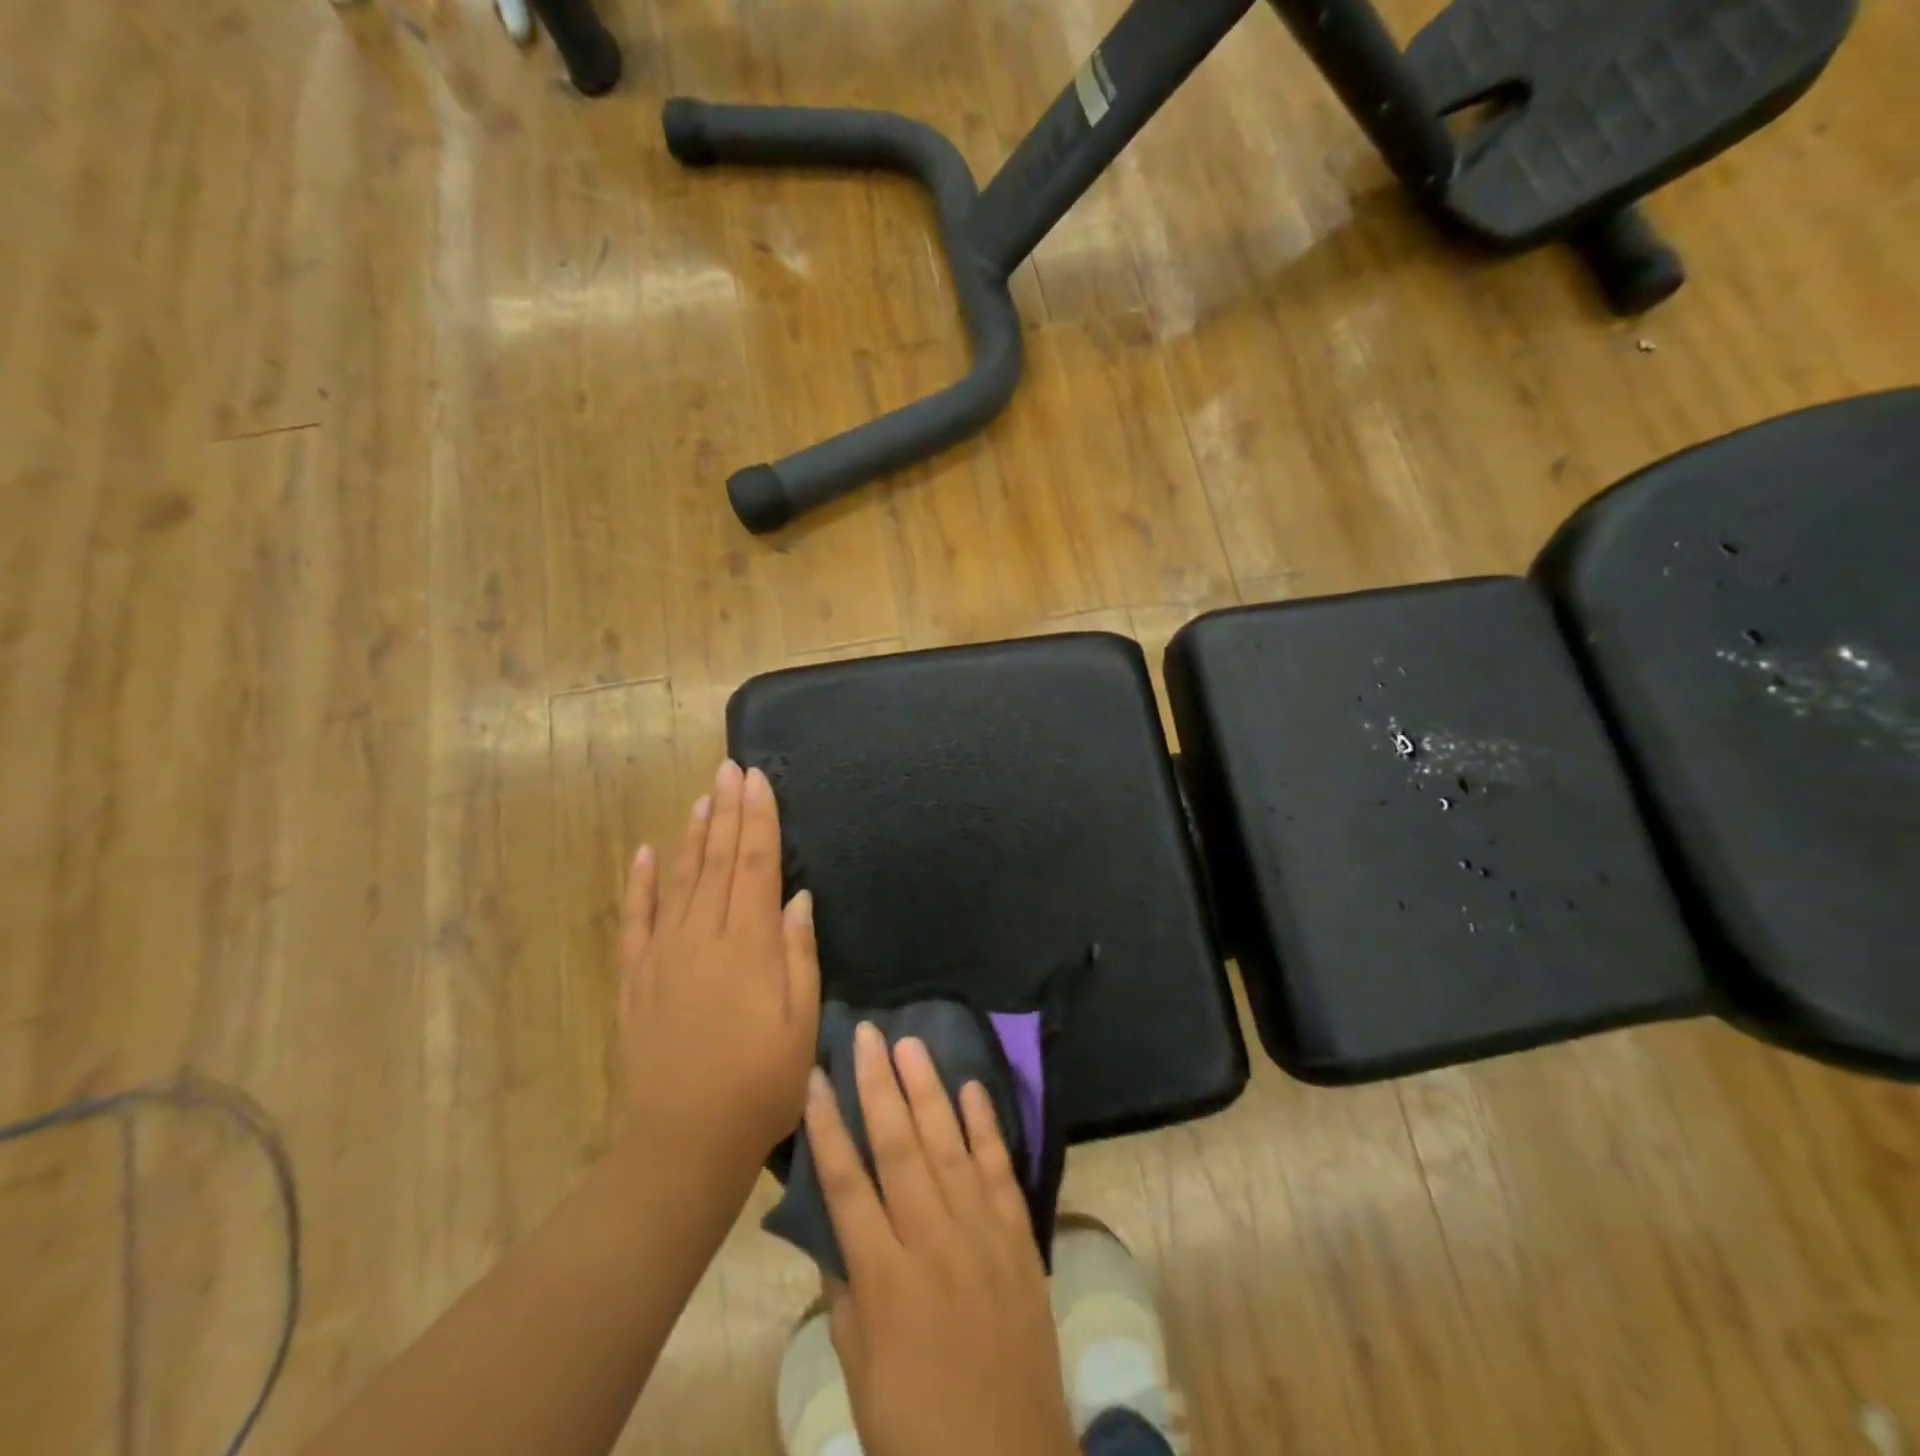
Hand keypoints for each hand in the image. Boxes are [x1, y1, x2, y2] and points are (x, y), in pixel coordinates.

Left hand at [617, 761, 820, 1186]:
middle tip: (730, 768)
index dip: (759, 820)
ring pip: (679, 880)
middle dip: (728, 811)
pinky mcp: (636, 980)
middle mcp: (702, 938)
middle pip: (718, 861)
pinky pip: (637, 920)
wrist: (680, 1144)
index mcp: (748, 946)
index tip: (758, 779)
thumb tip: (798, 898)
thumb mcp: (800, 1024)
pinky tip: (645, 853)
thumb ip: (799, 956)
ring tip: (702, 797)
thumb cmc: (758, 1086)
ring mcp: (663, 956)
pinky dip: (641, 884)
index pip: (755, 865)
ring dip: (692, 835)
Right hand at [805, 1024, 1078, 1455]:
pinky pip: (1000, 1170)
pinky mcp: (1019, 1238)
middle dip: (879, 1086)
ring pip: (948, 1146)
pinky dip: (986, 1127)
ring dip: (929, 1091)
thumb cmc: (918, 1428)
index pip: (846, 1184)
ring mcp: (981, 1234)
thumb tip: (835, 1226)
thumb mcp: (860, 1372)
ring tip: (911, 1044)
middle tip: (868, 1035)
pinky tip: (972, 1088)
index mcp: (884, 1278)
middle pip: (899, 1147)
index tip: (815, 1077)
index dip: (828, 1126)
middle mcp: (932, 1241)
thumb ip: (847, 1293)